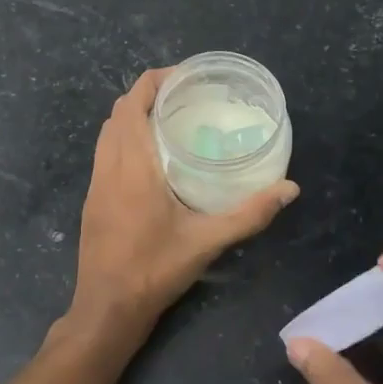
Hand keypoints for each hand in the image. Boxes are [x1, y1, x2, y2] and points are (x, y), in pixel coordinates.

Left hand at [72, 69, 298, 331]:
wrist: (107, 308)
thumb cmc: (155, 270)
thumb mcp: (207, 241)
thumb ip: (250, 213)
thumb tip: (290, 188)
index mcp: (132, 166)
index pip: (133, 103)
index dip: (155, 80)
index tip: (186, 75)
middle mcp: (108, 166)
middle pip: (118, 112)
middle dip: (147, 94)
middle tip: (186, 96)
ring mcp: (96, 183)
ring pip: (108, 132)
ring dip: (133, 116)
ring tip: (171, 120)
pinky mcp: (93, 200)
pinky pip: (105, 152)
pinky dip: (124, 138)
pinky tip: (152, 158)